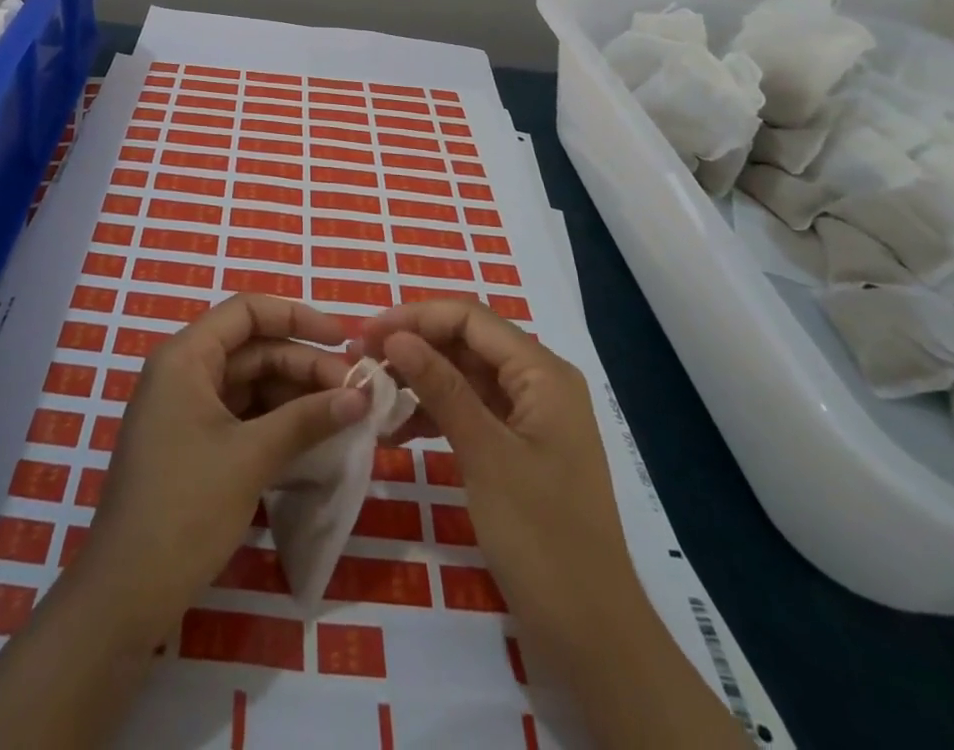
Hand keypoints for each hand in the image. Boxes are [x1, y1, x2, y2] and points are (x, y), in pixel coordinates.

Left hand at [69, 293, 369, 640]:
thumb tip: (361, 396)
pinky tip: (313, 436)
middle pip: (253, 348)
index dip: (296, 317)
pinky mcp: (193, 443)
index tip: (342, 340)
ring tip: (343, 414)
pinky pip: (242, 414)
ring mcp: (186, 409)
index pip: (246, 311)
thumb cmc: (185, 508)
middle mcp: (184, 372)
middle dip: (304, 364)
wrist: (125, 594)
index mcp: (186, 357)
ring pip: (251, 383)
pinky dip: (277, 421)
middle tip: (354, 392)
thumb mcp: (251, 457)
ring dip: (295, 395)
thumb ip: (307, 418)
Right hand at [359, 301, 621, 618]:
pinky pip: (469, 411)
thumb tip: (395, 335)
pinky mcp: (517, 448)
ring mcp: (528, 417)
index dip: (416, 317)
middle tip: (361, 362)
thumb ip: (440, 387)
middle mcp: (538, 382)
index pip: (470, 318)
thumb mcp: (485, 454)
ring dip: (419, 380)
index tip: (366, 334)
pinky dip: (434, 414)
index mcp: (542, 372)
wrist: (592, 637)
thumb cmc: (542, 537)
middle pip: (466, 342)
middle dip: (414, 346)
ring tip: (372, 395)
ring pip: (464, 376)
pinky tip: (397, 431)